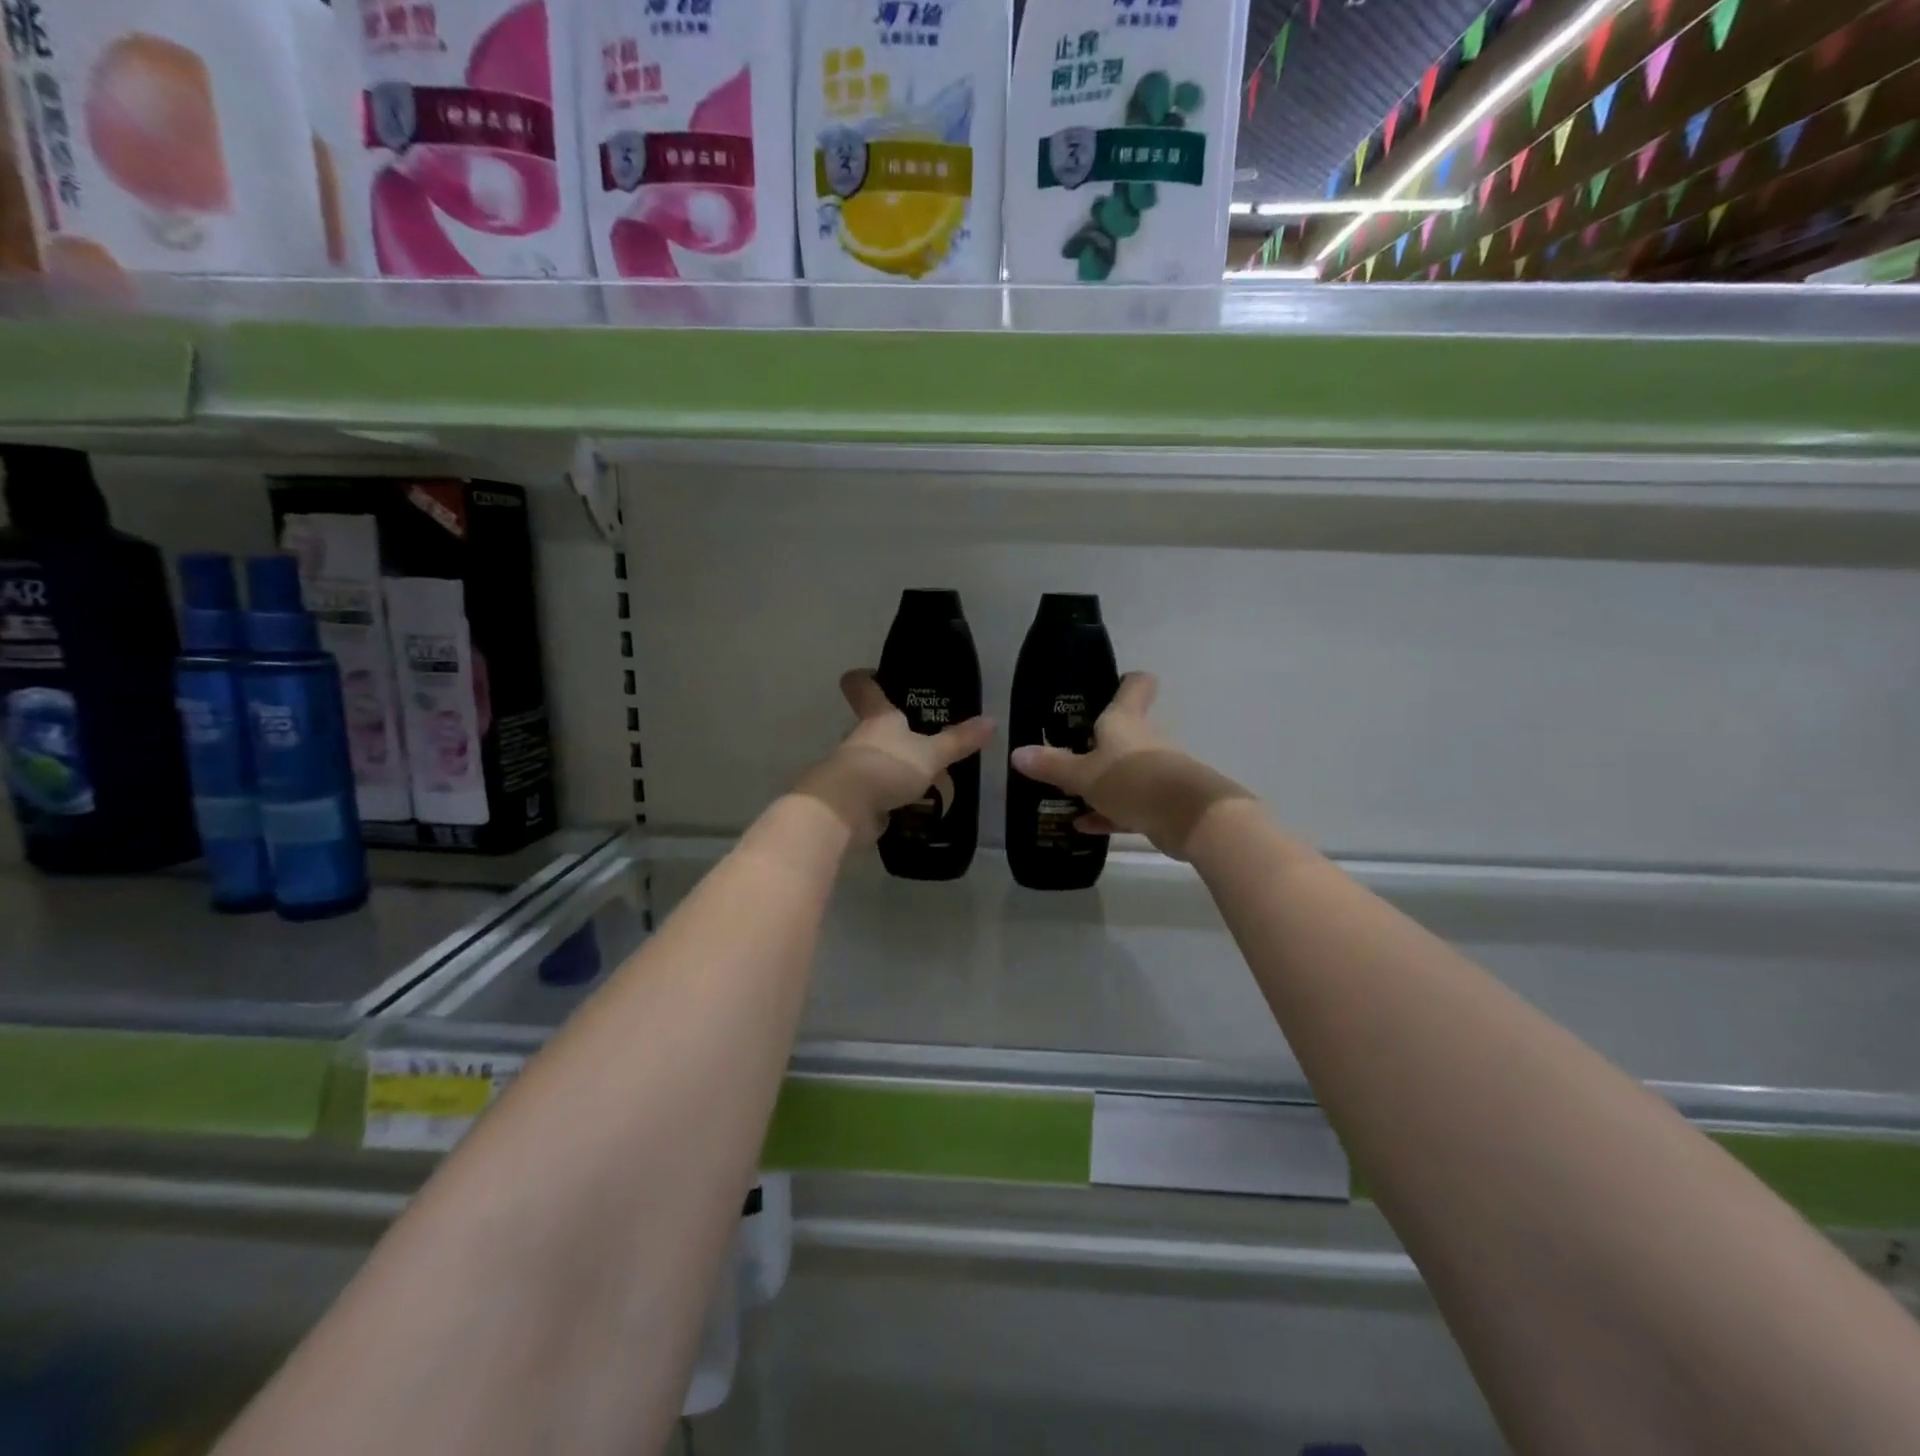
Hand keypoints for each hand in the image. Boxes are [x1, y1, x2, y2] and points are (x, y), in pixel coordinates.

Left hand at [794, 671, 994, 838]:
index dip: (866, 678)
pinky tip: (908, 807)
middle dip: (889, 732)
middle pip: (869, 726)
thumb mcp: (931, 754)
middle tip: (919, 738)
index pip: (862, 686)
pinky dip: (886, 797)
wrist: (846, 809)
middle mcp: (859, 737)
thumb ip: (958, 740)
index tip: (874, 674)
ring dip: (890, 767)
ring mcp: (851, 768)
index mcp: (877, 717)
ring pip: (872, 760)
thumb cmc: (887, 766)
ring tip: (920, 777)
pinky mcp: (851, 797)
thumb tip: (992, 721)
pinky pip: (872, 792)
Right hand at [1009, 673, 1253, 860]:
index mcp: (1124, 720)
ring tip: (1067, 795)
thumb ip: (1051, 765)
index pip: (1135, 685)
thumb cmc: (1132, 780)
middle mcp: (1143, 739)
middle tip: (1066, 752)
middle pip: (1123, 731)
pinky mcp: (1162, 801)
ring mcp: (1155, 770)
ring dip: (1100, 782)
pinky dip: (1108, 811)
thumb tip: (1016, 753)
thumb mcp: (1083, 775)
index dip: (1125, 682)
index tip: (1108, 687)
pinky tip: (1084, 825)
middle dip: (1097, 742)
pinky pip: (1129, 803)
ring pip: (1124, 770)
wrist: (1189, 818)